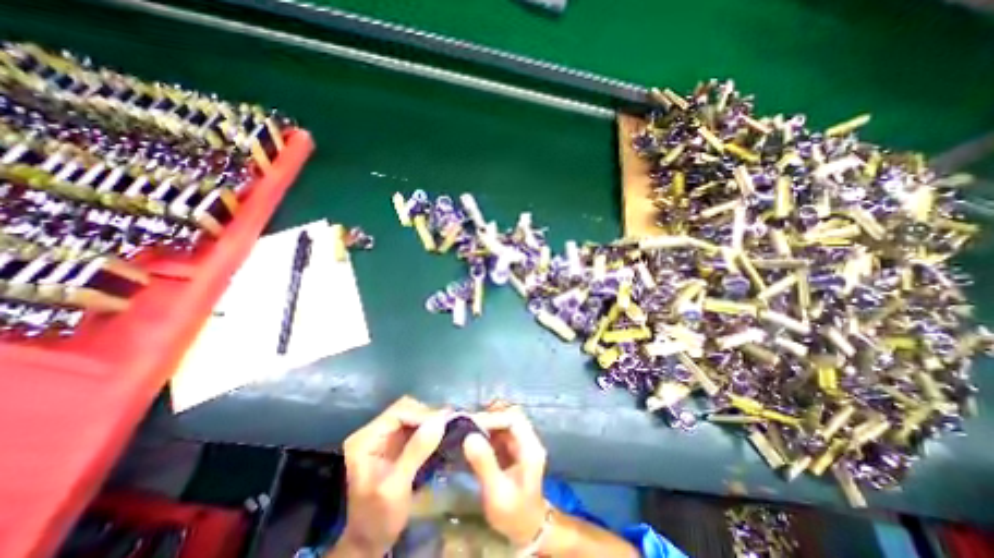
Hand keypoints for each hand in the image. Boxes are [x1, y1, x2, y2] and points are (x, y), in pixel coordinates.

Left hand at [343, 394, 450, 554]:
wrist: (368, 543)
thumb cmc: (377, 518)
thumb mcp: (396, 487)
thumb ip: (416, 452)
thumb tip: (440, 420)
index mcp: (366, 439)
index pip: (398, 412)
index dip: (422, 414)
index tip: (444, 422)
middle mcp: (374, 432)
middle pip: (405, 410)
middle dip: (427, 415)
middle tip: (449, 423)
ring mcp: (384, 437)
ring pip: (411, 416)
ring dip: (430, 420)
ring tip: (449, 426)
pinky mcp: (394, 444)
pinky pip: (414, 427)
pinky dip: (429, 428)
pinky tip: (441, 433)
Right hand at [462, 401, 547, 548]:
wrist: (526, 529)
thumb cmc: (513, 513)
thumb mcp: (497, 492)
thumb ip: (485, 464)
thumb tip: (469, 437)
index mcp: (530, 448)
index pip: (514, 420)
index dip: (493, 418)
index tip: (472, 424)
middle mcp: (527, 440)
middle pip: (510, 416)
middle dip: (489, 416)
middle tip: (467, 423)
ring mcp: (520, 443)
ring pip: (504, 421)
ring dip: (487, 421)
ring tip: (467, 427)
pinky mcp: (512, 448)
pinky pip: (499, 431)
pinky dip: (486, 429)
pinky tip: (473, 435)